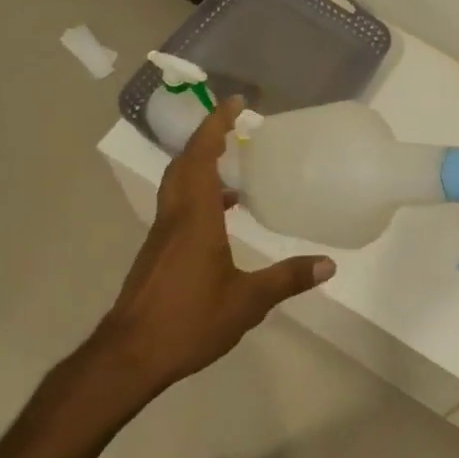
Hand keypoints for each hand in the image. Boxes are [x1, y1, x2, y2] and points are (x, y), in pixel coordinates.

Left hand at [94, 97, 333, 393]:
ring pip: (177, 184)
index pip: (202, 156)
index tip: (235, 102)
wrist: (130, 354)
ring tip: (233, 170)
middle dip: (207, 138)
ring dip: (200, 165)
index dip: (216, 125)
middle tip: (234, 126)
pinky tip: (220, 219)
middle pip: (184, 163)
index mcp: (195, 217)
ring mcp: (161, 235)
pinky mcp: (156, 253)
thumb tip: (328, 264)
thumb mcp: (247, 302)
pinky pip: (177, 206)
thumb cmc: (188, 322)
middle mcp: (174, 216)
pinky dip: (197, 195)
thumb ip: (287, 279)